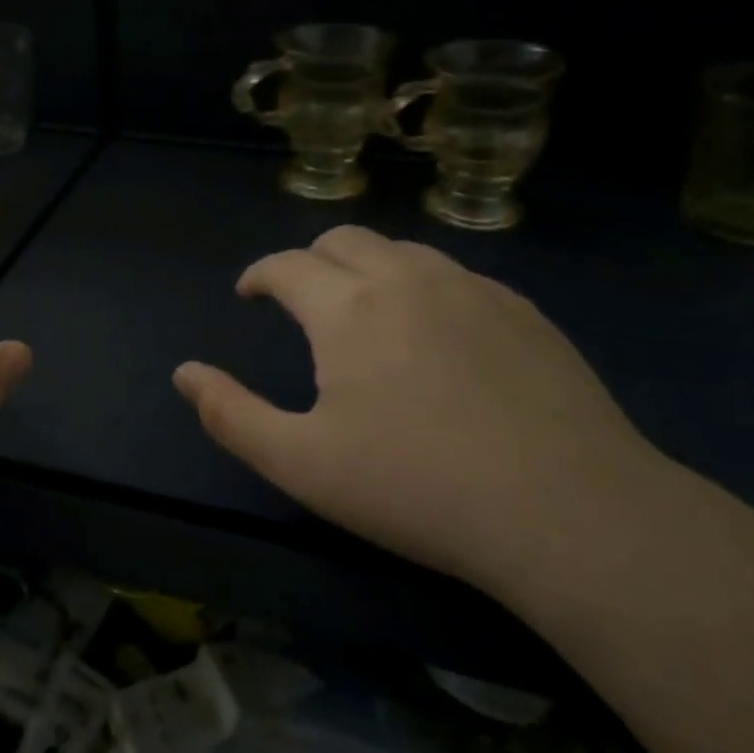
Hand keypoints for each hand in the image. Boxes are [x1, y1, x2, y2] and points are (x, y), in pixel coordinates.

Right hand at [172, 225, 666, 582]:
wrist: (569, 512)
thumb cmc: (416, 488)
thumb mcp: (301, 463)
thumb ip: (230, 414)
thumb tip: (184, 373)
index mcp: (347, 307)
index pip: (286, 265)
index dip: (258, 275)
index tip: (249, 294)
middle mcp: (406, 278)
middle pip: (342, 240)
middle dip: (309, 261)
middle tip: (302, 300)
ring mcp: (471, 288)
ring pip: (402, 250)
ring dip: (367, 268)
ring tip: (365, 311)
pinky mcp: (523, 310)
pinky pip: (455, 275)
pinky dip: (423, 286)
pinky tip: (436, 334)